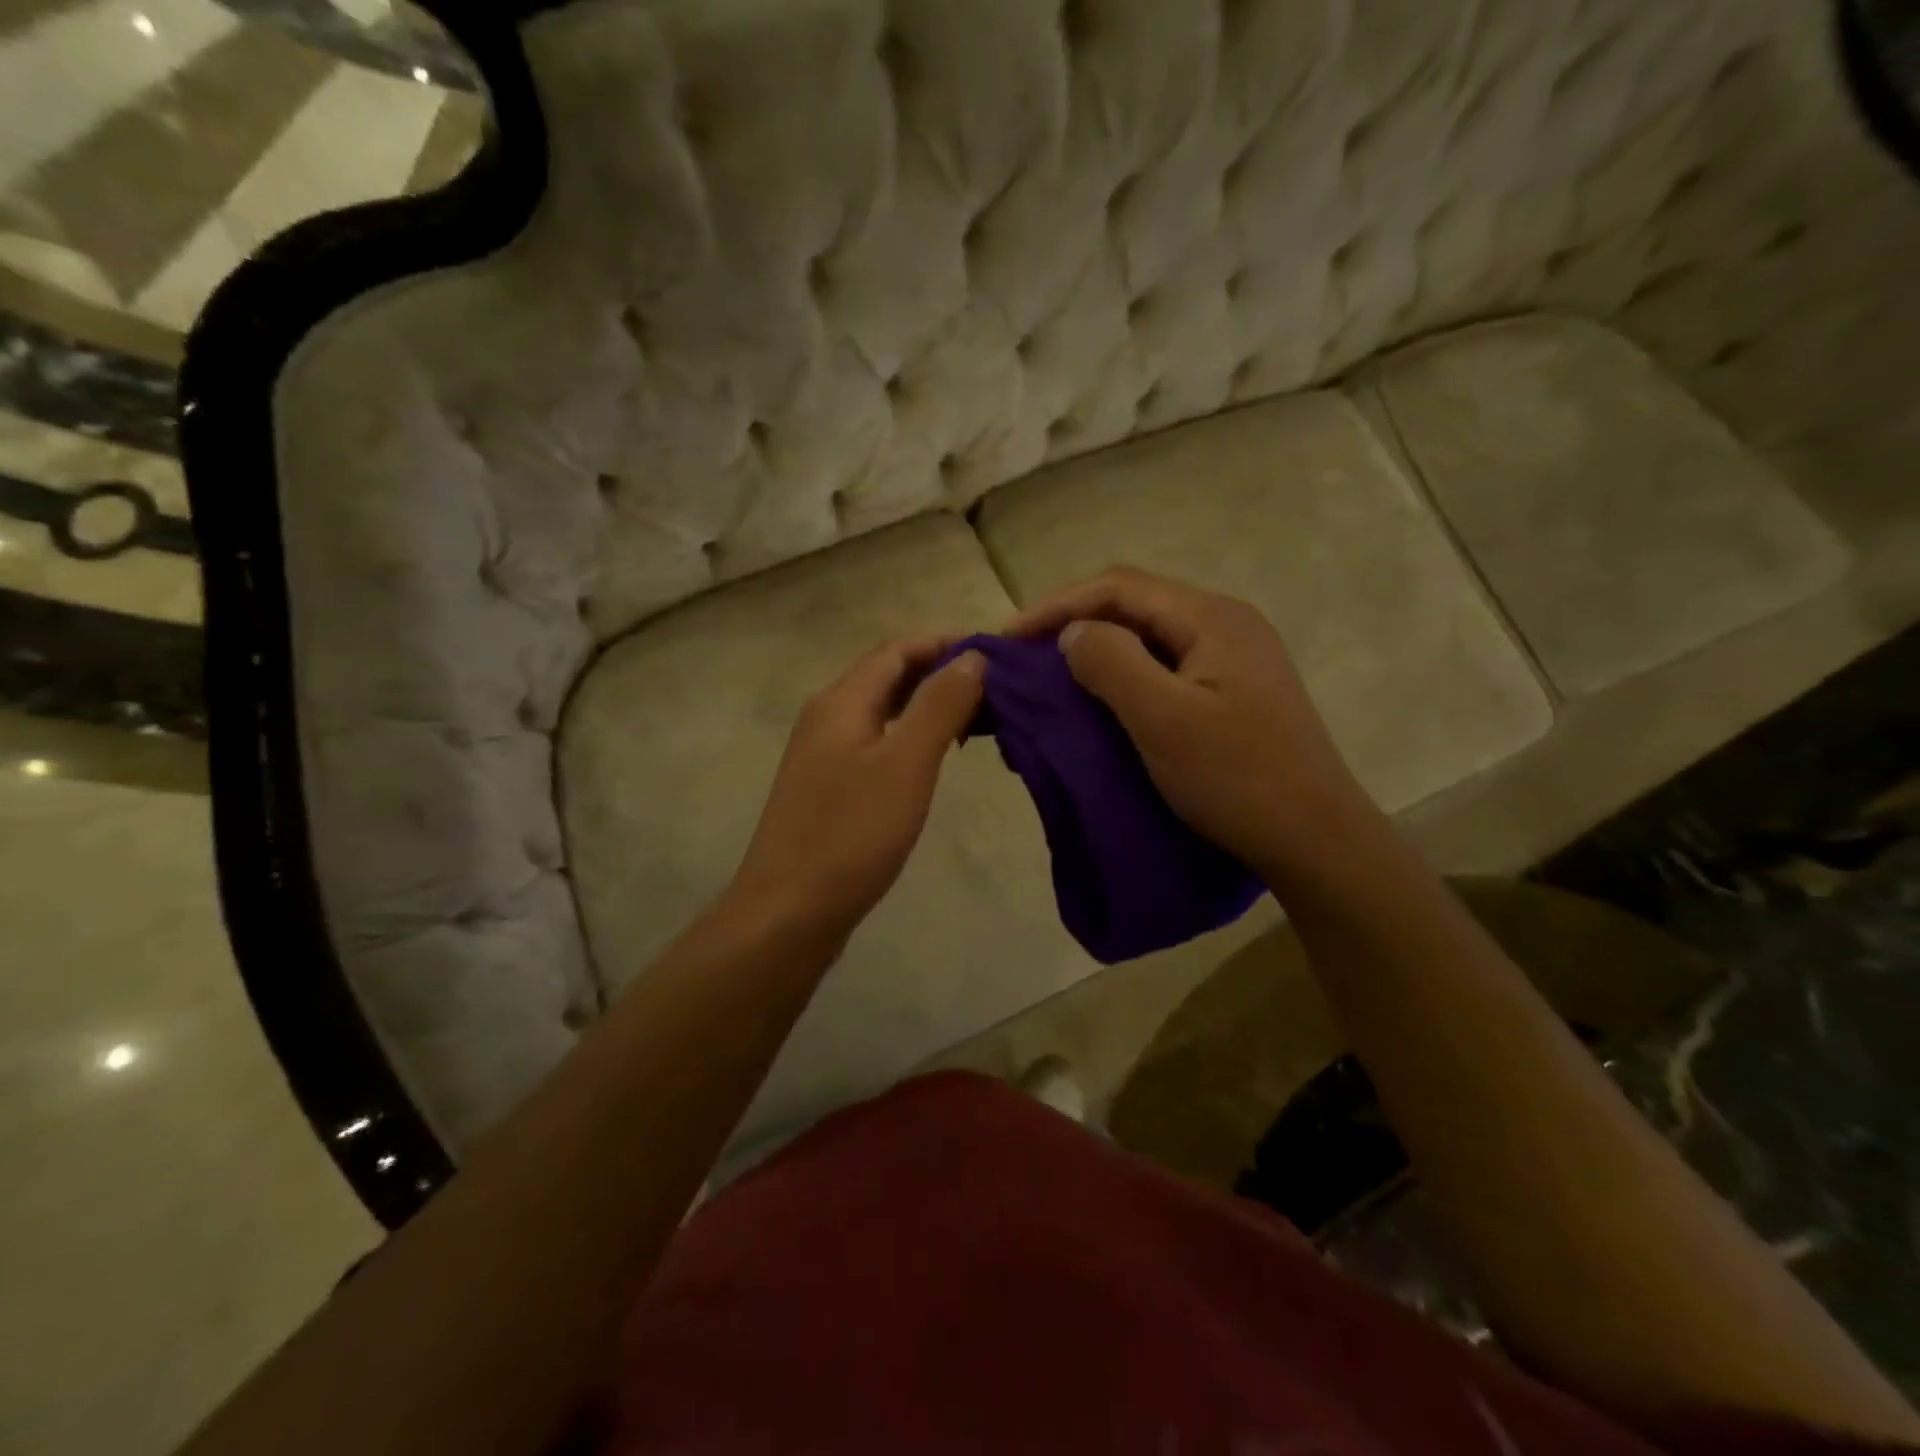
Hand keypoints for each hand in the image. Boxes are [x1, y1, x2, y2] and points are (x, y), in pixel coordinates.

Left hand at [725, 636, 985, 945]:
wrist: (788, 913)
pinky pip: (877, 744)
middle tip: (997, 691)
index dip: (946, 644)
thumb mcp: (905, 764)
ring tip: (978, 721)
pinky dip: (912, 738)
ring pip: (884, 712)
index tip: (997, 655)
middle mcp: (827, 717)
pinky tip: (937, 760)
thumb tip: (972, 656)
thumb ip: (939, 705)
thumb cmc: (850, 835)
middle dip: (941, 674)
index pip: (898, 649)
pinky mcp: (829, 788)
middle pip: (889, 676)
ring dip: (929, 707)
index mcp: (842, 701)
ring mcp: (824, 754)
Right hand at [1006, 567, 1376, 880]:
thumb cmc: (1237, 778)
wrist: (1315, 841)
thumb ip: (1112, 663)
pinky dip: (1124, 678)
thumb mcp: (1163, 719)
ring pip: (1148, 638)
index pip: (1118, 587)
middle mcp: (1225, 624)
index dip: (1057, 606)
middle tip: (1025, 660)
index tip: (1009, 640)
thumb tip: (1074, 633)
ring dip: (1097, 652)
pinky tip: (1100, 703)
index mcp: (1212, 618)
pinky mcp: (1232, 693)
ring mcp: (1233, 659)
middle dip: (1074, 625)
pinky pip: (1164, 669)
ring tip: (1053, 680)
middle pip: (1134, 606)